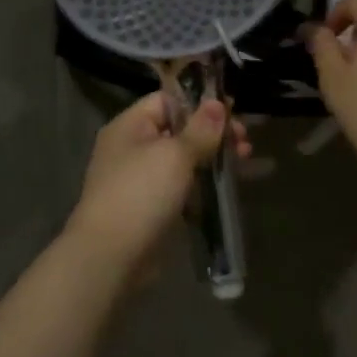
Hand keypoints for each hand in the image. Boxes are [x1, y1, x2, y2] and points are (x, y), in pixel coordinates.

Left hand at [67, 92, 250, 266]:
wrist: (111, 256)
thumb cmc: (141, 193)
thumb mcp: (175, 155)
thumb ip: (200, 129)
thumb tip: (217, 103)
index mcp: (129, 126)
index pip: (167, 100)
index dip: (199, 103)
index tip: (232, 112)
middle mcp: (132, 147)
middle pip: (178, 129)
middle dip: (213, 133)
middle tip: (244, 142)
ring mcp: (140, 179)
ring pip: (183, 159)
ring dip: (213, 158)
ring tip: (245, 162)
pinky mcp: (151, 207)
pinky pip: (182, 186)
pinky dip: (203, 184)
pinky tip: (228, 188)